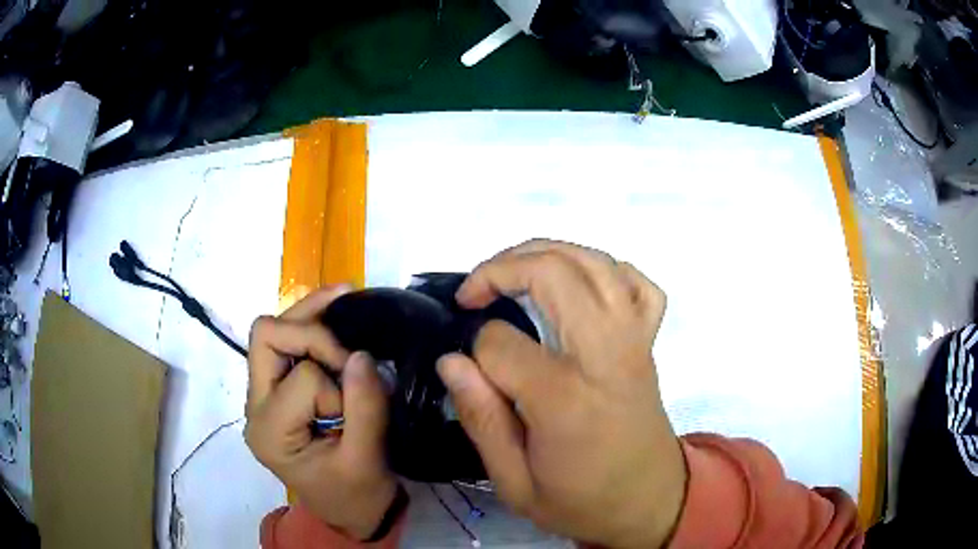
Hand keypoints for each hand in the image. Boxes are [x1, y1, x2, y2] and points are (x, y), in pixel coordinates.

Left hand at [244, 287, 397, 539]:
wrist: (348, 513)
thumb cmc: (356, 495)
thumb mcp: (366, 460)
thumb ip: (365, 408)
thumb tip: (361, 353)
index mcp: (272, 431)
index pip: (301, 377)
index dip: (338, 382)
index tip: (360, 401)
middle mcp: (257, 407)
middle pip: (265, 336)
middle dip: (310, 329)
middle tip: (348, 340)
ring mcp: (263, 397)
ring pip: (271, 332)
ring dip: (309, 318)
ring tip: (345, 298)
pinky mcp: (276, 392)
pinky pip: (285, 345)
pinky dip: (311, 327)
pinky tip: (336, 313)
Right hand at [437, 240, 686, 547]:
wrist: (649, 500)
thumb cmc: (580, 500)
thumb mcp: (515, 483)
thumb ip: (482, 420)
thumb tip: (452, 360)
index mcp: (566, 400)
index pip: (503, 343)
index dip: (474, 347)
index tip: (466, 365)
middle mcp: (606, 355)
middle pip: (554, 273)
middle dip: (500, 268)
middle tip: (472, 292)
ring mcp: (634, 341)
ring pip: (594, 262)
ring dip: (545, 252)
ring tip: (510, 271)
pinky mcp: (649, 341)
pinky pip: (636, 283)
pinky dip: (605, 269)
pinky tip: (578, 283)